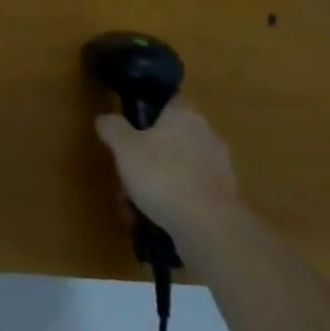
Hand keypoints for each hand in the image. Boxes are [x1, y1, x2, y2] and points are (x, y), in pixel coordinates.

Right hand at [95, 100, 241, 251]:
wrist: (211, 230)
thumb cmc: (163, 176)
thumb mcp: (124, 148)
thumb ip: (112, 128)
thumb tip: (105, 119)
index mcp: (186, 114)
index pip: (168, 101)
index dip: (147, 111)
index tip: (130, 128)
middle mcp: (207, 135)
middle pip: (170, 139)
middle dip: (146, 157)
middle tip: (126, 174)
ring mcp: (220, 169)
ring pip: (178, 169)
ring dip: (156, 185)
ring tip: (135, 207)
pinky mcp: (225, 201)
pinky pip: (191, 194)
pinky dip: (173, 204)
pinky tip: (155, 221)